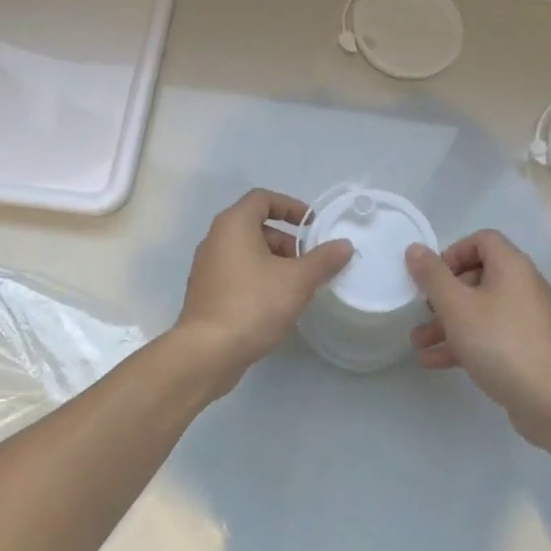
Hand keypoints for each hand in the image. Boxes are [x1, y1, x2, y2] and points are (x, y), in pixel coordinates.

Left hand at [175, 189, 354, 394]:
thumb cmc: (253, 304)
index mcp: (233, 224)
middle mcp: (215, 239)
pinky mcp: (206, 292)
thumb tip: (344, 245)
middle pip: (255, 225)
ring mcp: (206, 266)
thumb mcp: (297, 280)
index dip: (290, 207)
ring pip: (246, 251)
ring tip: (295, 287)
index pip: (263, 198)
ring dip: (273, 261)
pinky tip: (274, 304)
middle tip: (306, 262)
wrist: (207, 352)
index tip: (312, 225)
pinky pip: (237, 273)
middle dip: (285, 240)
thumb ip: (323, 260)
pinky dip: (258, 278)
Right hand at [405, 230, 550, 447]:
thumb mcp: (457, 306)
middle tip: (422, 311)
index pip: (482, 240)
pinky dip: (463, 342)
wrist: (548, 401)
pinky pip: (489, 335)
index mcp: (512, 267)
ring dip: (446, 323)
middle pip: (478, 276)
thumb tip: (415, 248)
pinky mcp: (525, 347)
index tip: (433, 277)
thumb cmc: (499, 342)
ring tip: (417, 342)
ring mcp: (526, 319)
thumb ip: (432, 276)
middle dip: (443, 295)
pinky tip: (432, 361)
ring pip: (480, 310)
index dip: (453, 252)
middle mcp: (523, 286)